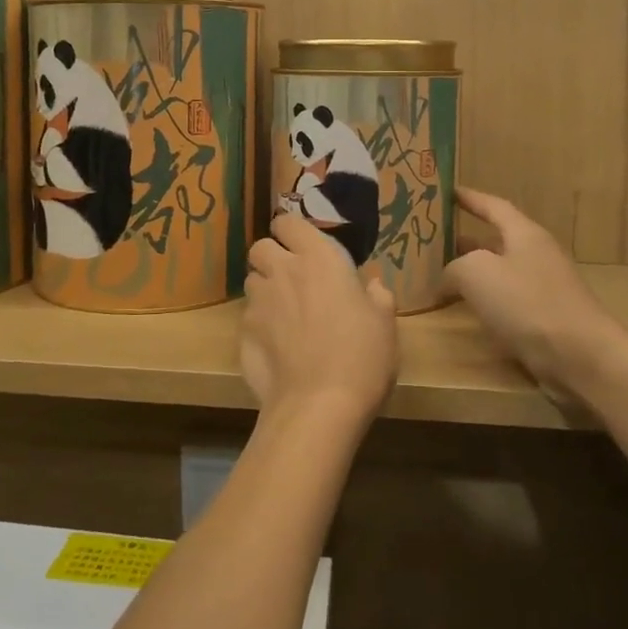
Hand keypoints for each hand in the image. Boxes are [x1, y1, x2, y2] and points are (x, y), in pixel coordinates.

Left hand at [241, 215, 398, 425]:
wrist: (318, 405)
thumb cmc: (361, 356)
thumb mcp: (384, 323)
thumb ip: (376, 295)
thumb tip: (370, 285)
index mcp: (318, 258)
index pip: (288, 222)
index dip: (292, 232)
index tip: (305, 247)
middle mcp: (282, 271)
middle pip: (261, 247)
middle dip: (272, 257)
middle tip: (293, 278)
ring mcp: (258, 301)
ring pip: (252, 281)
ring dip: (266, 289)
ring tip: (285, 314)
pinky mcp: (243, 332)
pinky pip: (249, 317)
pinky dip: (260, 324)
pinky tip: (277, 347)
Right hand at [445, 187, 627, 401]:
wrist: (582, 357)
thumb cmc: (528, 303)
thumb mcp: (477, 274)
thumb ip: (453, 268)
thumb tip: (445, 279)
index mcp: (525, 234)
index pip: (493, 206)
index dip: (468, 198)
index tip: (444, 192)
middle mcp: (535, 255)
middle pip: (494, 240)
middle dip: (462, 239)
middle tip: (428, 239)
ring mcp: (542, 288)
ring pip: (497, 272)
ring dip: (470, 272)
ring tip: (436, 275)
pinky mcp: (543, 318)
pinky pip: (504, 300)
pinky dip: (482, 299)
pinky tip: (462, 309)